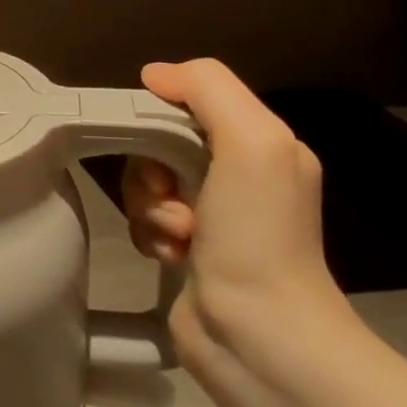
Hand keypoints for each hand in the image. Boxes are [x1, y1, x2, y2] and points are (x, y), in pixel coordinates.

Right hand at [120, 59, 345, 357]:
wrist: (258, 333)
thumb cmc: (257, 234)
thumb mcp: (251, 142)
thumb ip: (208, 90)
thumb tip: (154, 74)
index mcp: (262, 145)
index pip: (190, 103)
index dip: (161, 116)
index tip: (154, 144)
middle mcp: (240, 176)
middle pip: (159, 144)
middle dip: (151, 170)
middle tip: (171, 198)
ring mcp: (213, 216)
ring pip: (146, 183)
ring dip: (148, 207)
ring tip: (177, 236)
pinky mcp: (188, 249)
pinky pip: (144, 220)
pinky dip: (149, 234)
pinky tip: (170, 255)